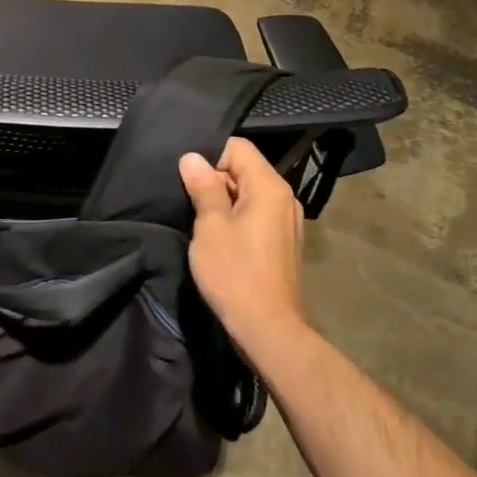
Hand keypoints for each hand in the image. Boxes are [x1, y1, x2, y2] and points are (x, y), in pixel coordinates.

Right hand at [178, 138, 308, 356]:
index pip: (238, 148)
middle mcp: (284, 197)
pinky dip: (237, 218)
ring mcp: (288, 221)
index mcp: (269, 186)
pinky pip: (257, 214)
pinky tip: (220, 240)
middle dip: (215, 180)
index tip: (188, 181)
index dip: (210, 157)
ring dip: (224, 202)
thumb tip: (192, 158)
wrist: (268, 328)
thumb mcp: (210, 227)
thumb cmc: (235, 273)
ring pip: (250, 194)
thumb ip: (202, 187)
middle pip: (245, 169)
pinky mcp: (284, 242)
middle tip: (189, 202)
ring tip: (201, 222)